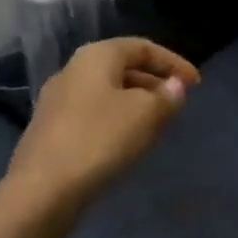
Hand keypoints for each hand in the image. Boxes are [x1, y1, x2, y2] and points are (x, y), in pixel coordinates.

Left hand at [2, 38, 200, 215]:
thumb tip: (175, 86)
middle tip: (177, 102)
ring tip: (157, 123)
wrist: (41, 190)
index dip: (173, 62)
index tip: (196, 84)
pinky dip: (116, 119)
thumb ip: (167, 97)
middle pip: (122, 67)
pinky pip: (92, 113)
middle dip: (154, 81)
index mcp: (96, 56)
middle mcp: (72, 70)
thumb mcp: (146, 115)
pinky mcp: (50, 130)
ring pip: (106, 92)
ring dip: (135, 102)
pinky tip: (126, 142)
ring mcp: (56, 100)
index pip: (142, 47)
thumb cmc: (100, 139)